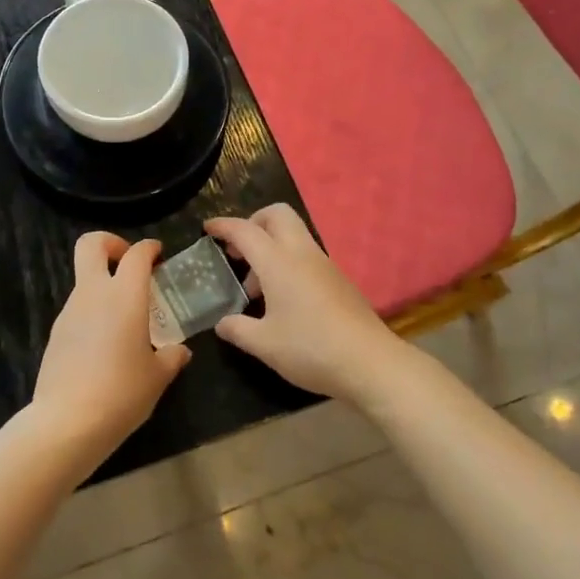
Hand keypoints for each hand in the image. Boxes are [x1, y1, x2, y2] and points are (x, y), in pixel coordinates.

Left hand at [30, 233, 191, 471]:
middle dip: (110, 243)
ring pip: (84, 279)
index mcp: (124, 296)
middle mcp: (93, 294)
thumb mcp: (158, 377)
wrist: (67, 421)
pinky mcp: (56, 332)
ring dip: (103, 284)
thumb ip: (171, 357)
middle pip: (91, 245)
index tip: (158, 254)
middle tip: (128, 262)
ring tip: (125, 317)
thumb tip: (180, 352)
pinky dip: (93, 311)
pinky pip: (77, 308)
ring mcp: (69, 311)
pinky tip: (106, 343)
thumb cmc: (122, 392)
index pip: (136, 254)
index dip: (149, 248)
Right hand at [205, 205, 404, 404]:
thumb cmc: (311, 349)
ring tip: (256, 289)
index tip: (208, 228)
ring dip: (270, 247)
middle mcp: (302, 254)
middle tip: (237, 251)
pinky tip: (282, 301)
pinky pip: (306, 256)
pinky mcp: (339, 280)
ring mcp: (325, 265)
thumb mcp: (264, 345)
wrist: (371, 363)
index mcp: (278, 263)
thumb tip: (223, 323)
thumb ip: (237, 329)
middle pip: (277, 215)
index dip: (223, 226)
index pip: (245, 231)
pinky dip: (287, 263)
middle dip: (253, 223)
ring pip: (293, 235)